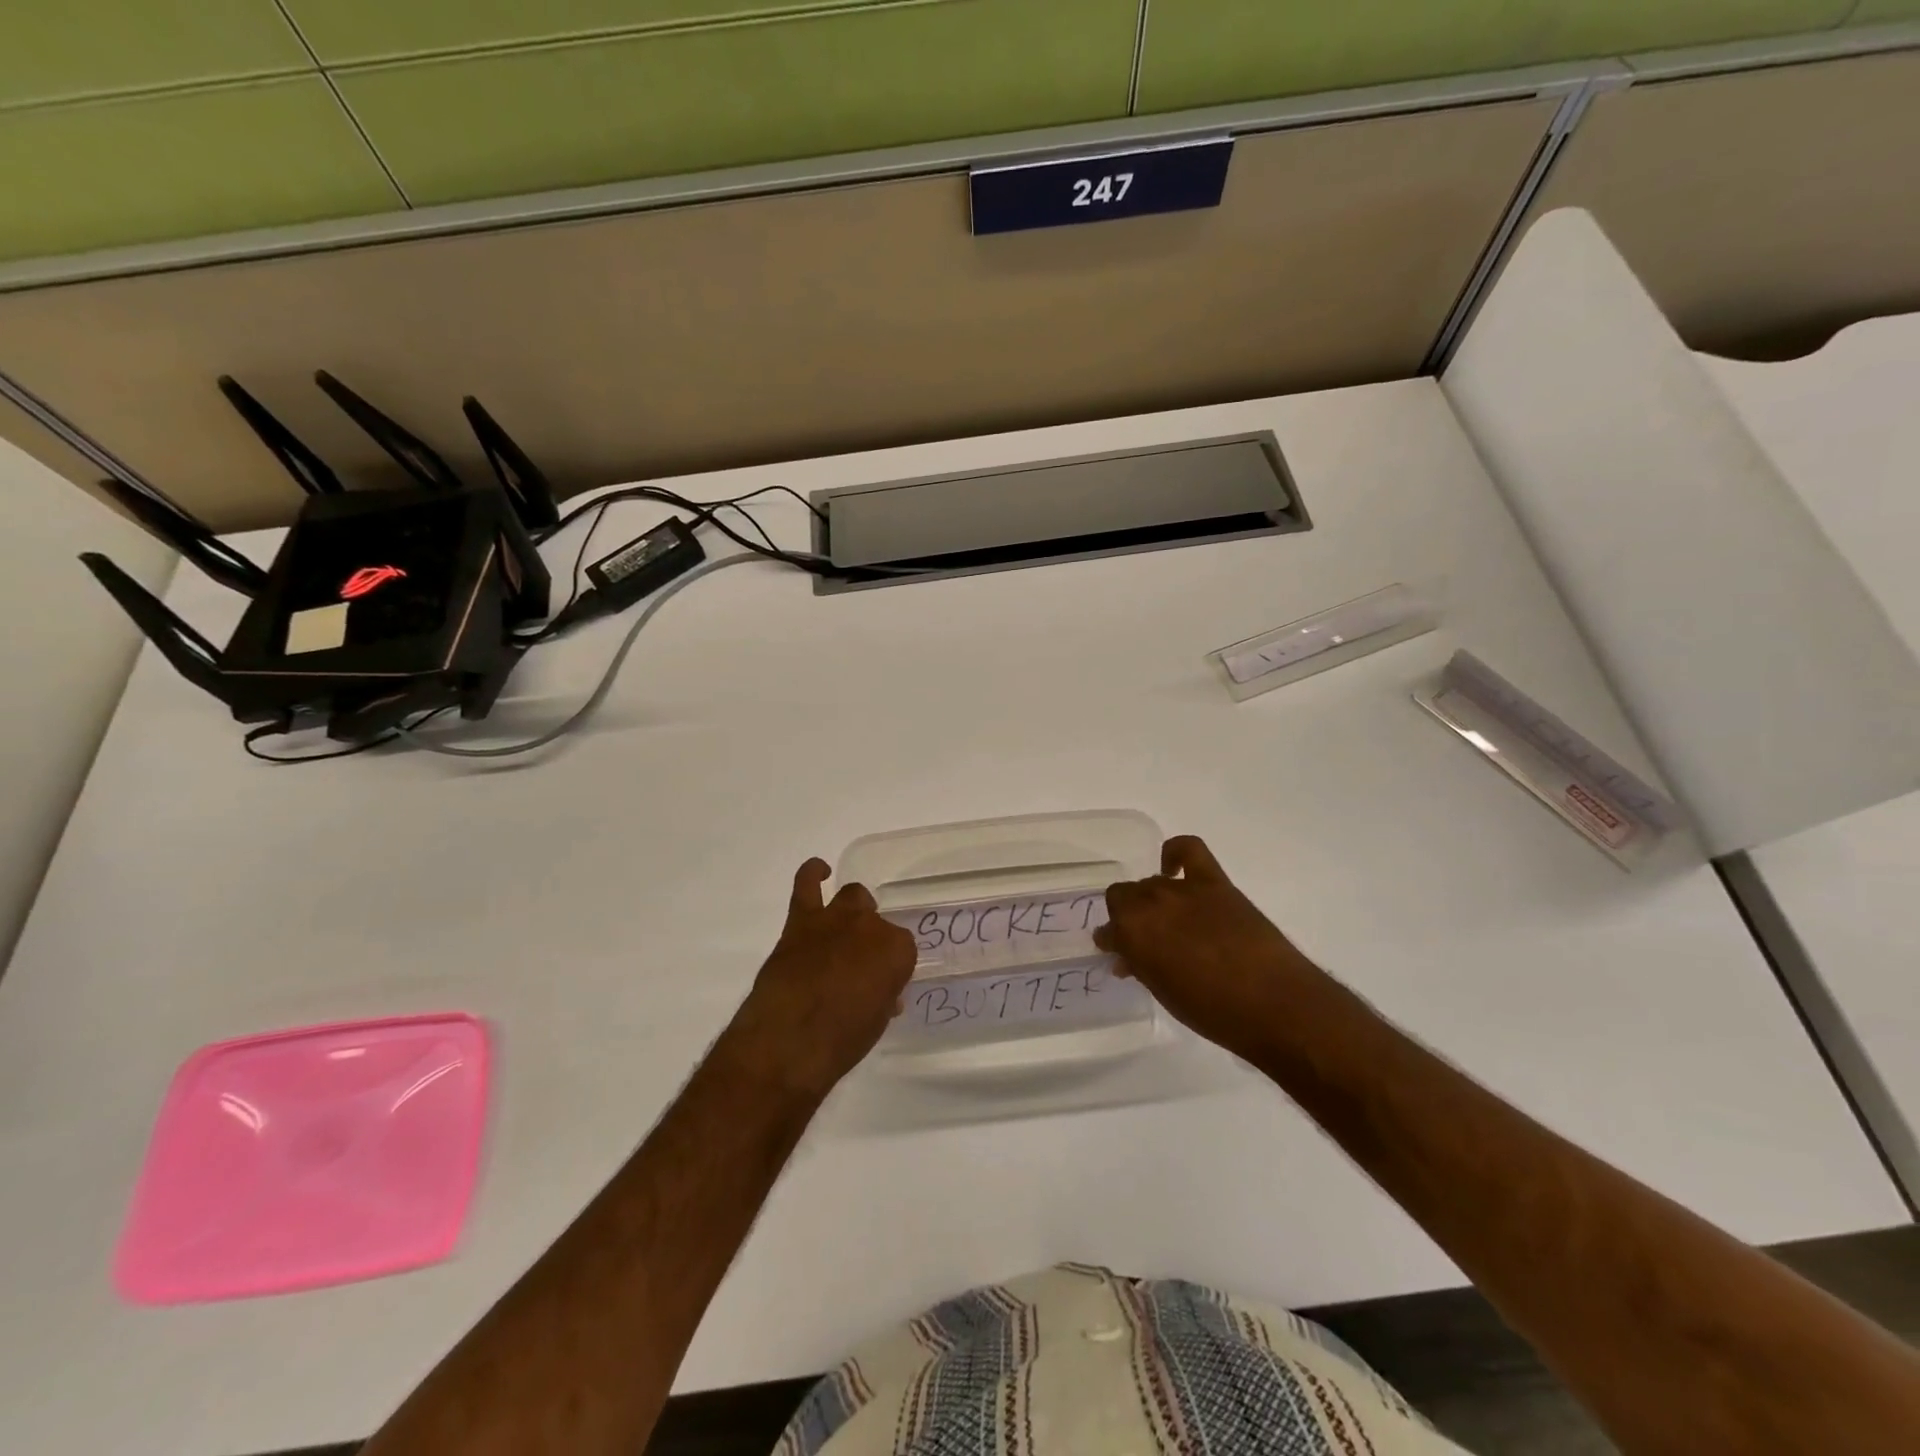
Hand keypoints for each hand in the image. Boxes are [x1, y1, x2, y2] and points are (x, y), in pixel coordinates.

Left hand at [724, 859, 917, 1100]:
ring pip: (852, 896)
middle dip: (871, 940)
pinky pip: (806, 884)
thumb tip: (881, 994)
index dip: (890, 968)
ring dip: (852, 910)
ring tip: (844, 928)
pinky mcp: (801, 920)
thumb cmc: (841, 1041)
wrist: (789, 1040)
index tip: (881, 985)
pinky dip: (812, 873)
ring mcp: (836, 918)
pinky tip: (819, 871)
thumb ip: (882, 998)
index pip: (902, 949)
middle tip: (859, 965)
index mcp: (898, 951)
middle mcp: (871, 926)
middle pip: (878, 922)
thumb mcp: (875, 1023)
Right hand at [1095, 836, 1320, 1062]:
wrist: (1273, 1003)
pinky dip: (1175, 853)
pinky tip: (1173, 867)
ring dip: (1152, 900)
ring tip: (1167, 921)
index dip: (1113, 942)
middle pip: (1125, 897)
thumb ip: (1143, 968)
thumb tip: (1129, 959)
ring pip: (1152, 882)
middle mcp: (1149, 903)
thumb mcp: (1165, 994)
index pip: (1108, 930)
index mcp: (1131, 934)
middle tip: (1144, 939)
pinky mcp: (1213, 882)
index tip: (1120, 954)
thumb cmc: (1213, 1011)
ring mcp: (1182, 889)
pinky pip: (1188, 850)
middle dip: (1128, 917)